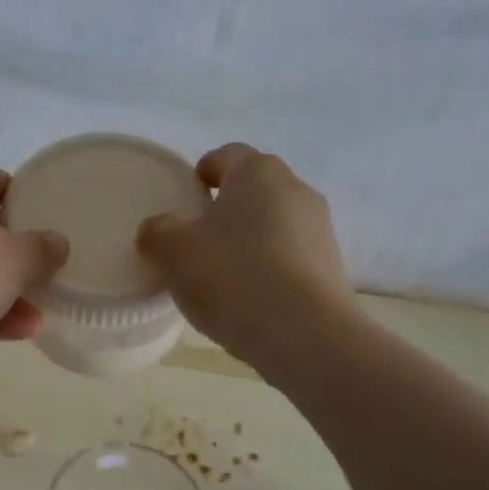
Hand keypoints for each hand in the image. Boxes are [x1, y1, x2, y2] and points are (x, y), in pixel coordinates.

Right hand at [137, 144, 355, 372]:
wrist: (305, 335)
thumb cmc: (233, 277)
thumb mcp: (173, 253)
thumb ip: (157, 232)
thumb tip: (158, 229)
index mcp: (258, 172)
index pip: (226, 155)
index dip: (202, 173)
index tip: (185, 199)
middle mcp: (296, 189)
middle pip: (253, 190)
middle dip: (225, 209)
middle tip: (195, 241)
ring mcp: (320, 229)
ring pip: (273, 225)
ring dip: (248, 241)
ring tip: (220, 277)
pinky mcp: (331, 267)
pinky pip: (289, 257)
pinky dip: (268, 269)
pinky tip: (249, 299)